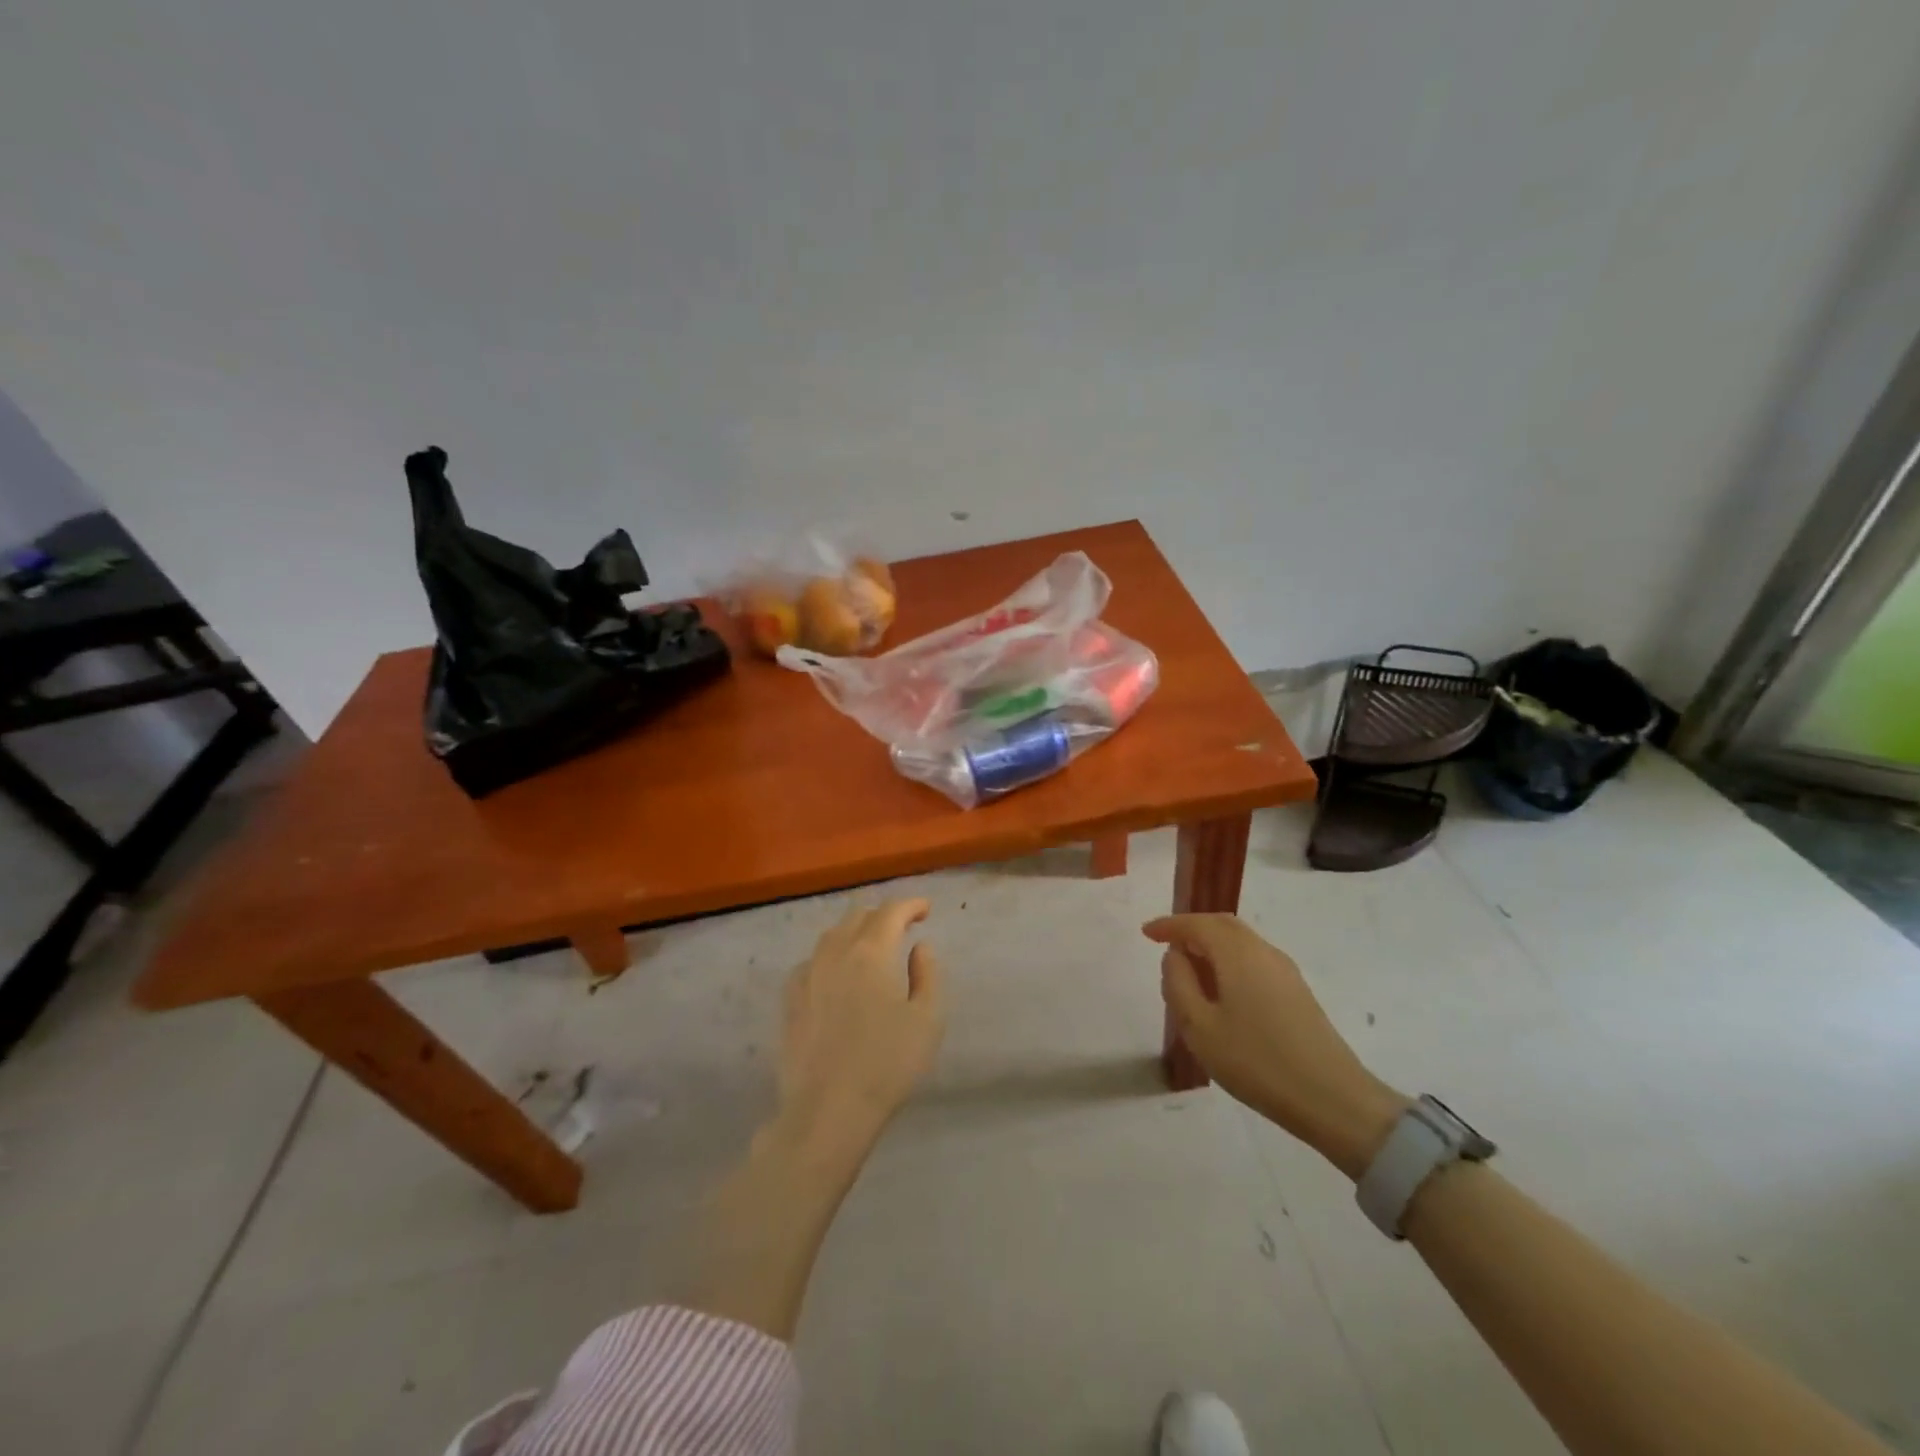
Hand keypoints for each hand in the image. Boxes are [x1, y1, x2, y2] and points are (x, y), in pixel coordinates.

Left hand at [777, 899, 944, 1148]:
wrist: (828, 1110)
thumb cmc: (887, 1064)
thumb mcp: (927, 1019)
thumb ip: (928, 974)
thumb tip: (920, 946)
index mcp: (871, 952)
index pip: (891, 911)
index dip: (911, 905)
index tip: (926, 910)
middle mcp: (835, 953)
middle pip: (858, 915)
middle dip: (883, 914)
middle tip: (901, 926)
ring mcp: (808, 974)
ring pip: (831, 935)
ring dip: (854, 930)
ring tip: (870, 945)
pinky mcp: (791, 999)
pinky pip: (812, 960)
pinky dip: (830, 955)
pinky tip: (836, 972)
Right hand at [1144, 913, 1406, 1178]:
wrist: (1333, 1099)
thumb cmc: (1257, 1061)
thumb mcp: (1200, 1027)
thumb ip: (1178, 984)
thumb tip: (1175, 956)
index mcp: (1237, 953)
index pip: (1197, 925)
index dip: (1169, 925)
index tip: (1146, 932)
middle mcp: (1263, 952)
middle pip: (1223, 925)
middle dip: (1192, 929)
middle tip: (1166, 944)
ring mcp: (1285, 971)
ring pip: (1240, 942)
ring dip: (1211, 946)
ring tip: (1189, 972)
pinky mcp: (1297, 992)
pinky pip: (1254, 960)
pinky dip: (1229, 962)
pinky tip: (1220, 992)